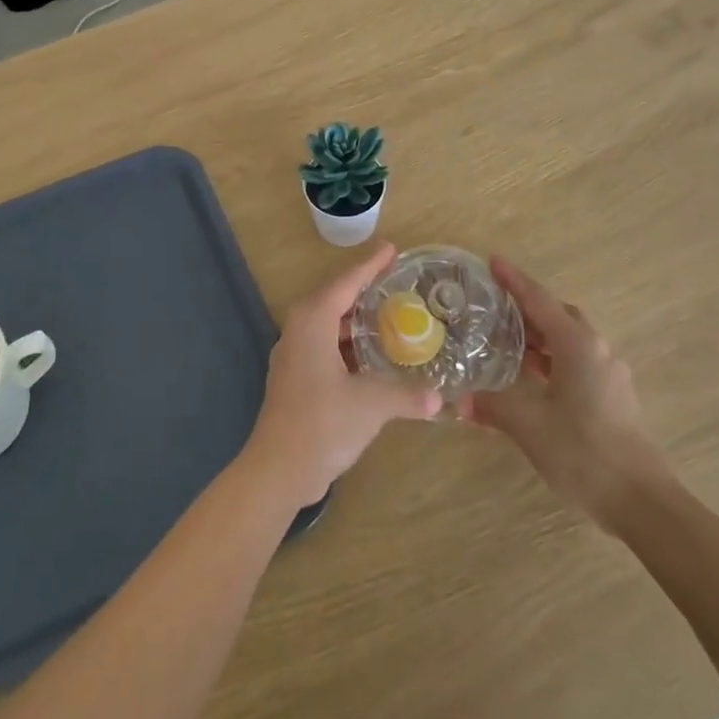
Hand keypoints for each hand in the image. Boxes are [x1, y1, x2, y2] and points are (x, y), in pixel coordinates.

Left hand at [243, 243, 441, 507]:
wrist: (278, 469)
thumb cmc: (322, 424)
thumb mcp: (371, 405)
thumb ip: (407, 395)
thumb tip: (440, 398)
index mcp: (312, 322)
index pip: (345, 283)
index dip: (370, 266)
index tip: (392, 249)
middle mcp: (299, 331)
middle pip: (334, 299)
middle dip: (363, 290)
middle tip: (396, 283)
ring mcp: (294, 357)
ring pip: (328, 326)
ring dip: (355, 320)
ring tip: (389, 316)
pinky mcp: (296, 380)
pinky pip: (325, 347)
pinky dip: (348, 345)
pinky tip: (372, 357)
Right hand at [461, 257, 665, 521]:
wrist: (640, 500)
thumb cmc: (583, 451)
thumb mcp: (529, 425)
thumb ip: (492, 406)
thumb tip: (459, 401)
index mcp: (577, 345)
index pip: (539, 301)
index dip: (514, 281)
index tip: (492, 261)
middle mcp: (597, 350)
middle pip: (557, 315)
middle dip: (526, 306)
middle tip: (493, 305)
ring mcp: (608, 373)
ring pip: (568, 339)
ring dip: (539, 335)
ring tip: (504, 338)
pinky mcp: (612, 396)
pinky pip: (576, 361)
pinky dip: (551, 358)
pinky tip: (530, 375)